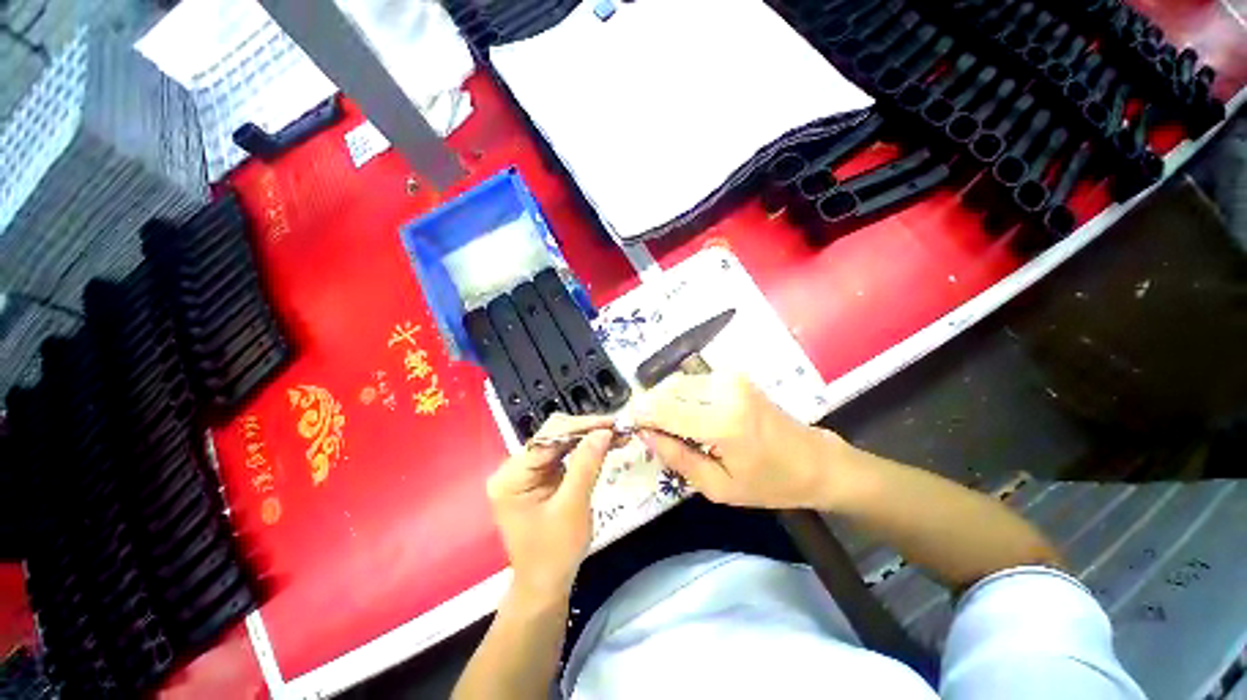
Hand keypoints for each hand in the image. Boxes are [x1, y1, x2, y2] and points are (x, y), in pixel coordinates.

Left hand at [487, 414, 614, 599]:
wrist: (546, 586)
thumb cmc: (555, 553)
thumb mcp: (572, 507)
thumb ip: (586, 465)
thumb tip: (604, 431)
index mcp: (511, 476)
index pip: (548, 438)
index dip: (581, 427)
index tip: (612, 424)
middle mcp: (515, 468)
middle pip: (554, 436)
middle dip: (588, 431)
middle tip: (619, 428)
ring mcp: (528, 471)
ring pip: (562, 442)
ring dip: (590, 438)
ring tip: (617, 434)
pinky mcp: (541, 476)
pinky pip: (565, 455)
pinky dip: (586, 450)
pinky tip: (605, 445)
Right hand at [631, 374, 846, 509]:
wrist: (814, 460)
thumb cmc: (769, 482)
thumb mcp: (718, 487)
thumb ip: (677, 458)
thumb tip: (646, 434)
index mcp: (723, 423)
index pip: (665, 409)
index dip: (641, 415)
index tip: (627, 426)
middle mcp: (725, 390)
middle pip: (668, 390)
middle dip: (649, 407)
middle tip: (645, 430)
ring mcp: (730, 378)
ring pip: (677, 383)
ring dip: (664, 401)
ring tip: (665, 426)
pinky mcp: (733, 375)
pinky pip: (692, 382)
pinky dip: (680, 396)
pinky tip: (684, 415)